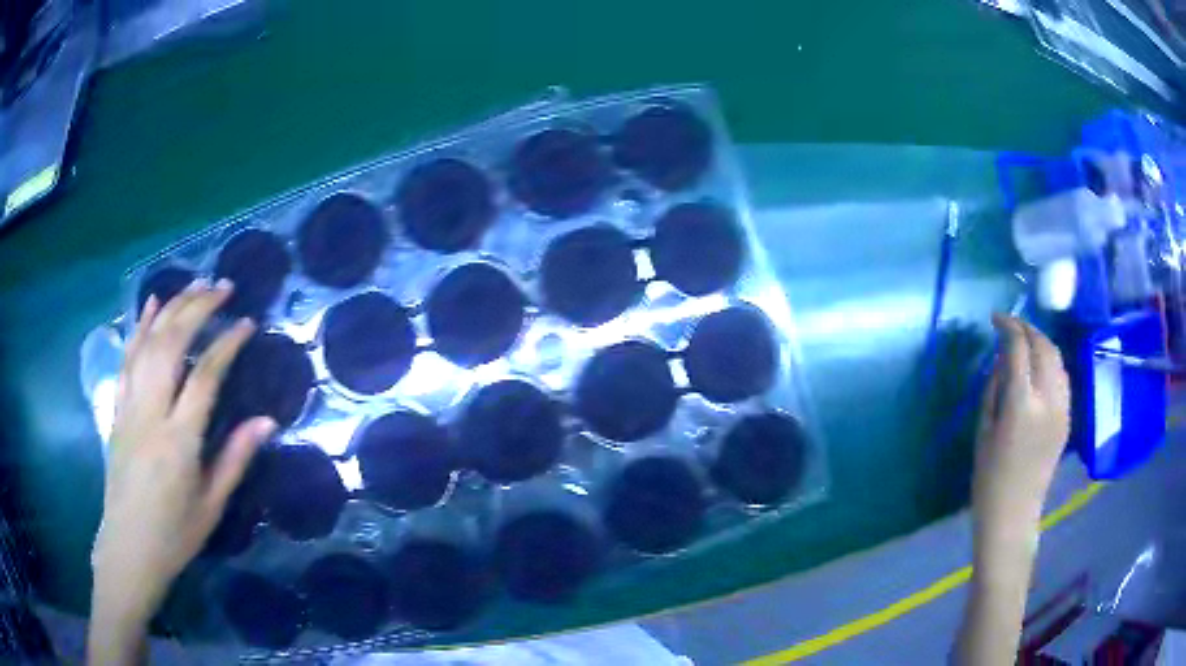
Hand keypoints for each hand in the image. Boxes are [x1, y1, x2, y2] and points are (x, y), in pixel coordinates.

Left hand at [89, 280, 274, 663]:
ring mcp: (129, 406)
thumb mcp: (211, 505)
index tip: (247, 322)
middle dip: (198, 308)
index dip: (227, 344)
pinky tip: (152, 304)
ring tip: (195, 284)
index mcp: (178, 441)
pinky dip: (140, 326)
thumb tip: (266, 422)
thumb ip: (235, 459)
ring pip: (148, 343)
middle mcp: (151, 413)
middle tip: (223, 287)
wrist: (128, 547)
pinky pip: (127, 358)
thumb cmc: (175, 534)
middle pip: (172, 345)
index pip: (204, 377)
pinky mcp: (117, 408)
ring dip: (172, 307)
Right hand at [971, 314, 1070, 544]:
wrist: (1013, 514)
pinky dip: (1052, 362)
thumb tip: (1002, 360)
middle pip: (1043, 346)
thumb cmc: (989, 477)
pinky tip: (1040, 367)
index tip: (995, 319)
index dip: (1007, 326)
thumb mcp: (983, 429)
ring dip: (1041, 342)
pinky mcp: (1067, 417)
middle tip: (1010, 326)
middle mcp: (1047, 399)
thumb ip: (994, 388)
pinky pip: (1063, 377)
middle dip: (1027, 328)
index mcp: (1021, 404)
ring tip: (1026, 342)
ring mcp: (1062, 408)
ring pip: (1057, 358)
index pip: (1019, 347)